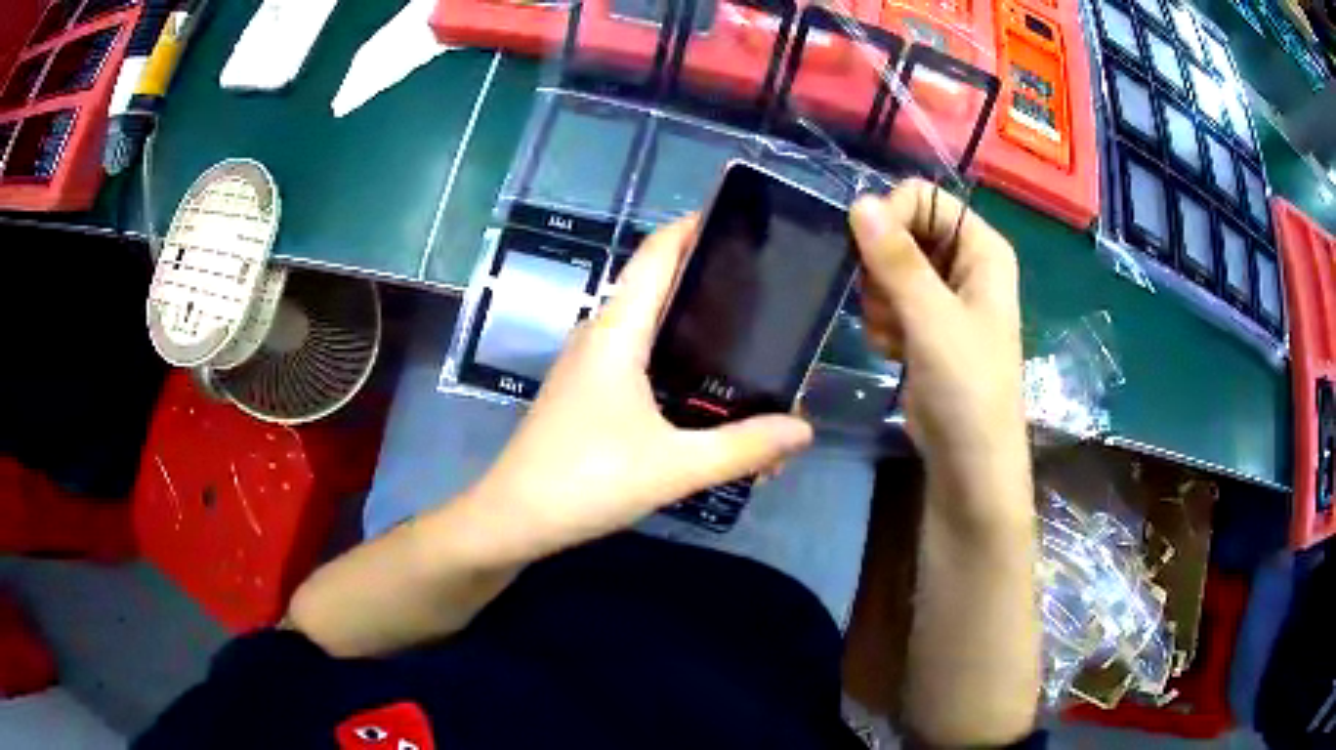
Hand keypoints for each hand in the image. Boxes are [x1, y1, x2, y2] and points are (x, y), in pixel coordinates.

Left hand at [458, 218, 813, 562]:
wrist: (513, 520)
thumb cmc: (585, 481)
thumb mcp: (673, 467)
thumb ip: (743, 448)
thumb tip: (803, 429)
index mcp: (617, 331)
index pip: (657, 253)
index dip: (694, 226)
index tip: (742, 222)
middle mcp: (601, 336)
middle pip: (660, 287)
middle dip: (712, 284)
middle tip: (770, 296)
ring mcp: (591, 366)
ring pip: (652, 330)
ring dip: (697, 334)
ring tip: (752, 348)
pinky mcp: (588, 394)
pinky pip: (641, 363)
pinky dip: (678, 368)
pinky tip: (709, 398)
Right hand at [850, 180, 1029, 529]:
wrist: (969, 461)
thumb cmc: (967, 387)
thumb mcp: (933, 318)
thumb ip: (896, 259)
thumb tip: (859, 201)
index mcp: (982, 248)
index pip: (924, 198)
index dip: (893, 217)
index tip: (869, 251)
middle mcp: (965, 263)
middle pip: (903, 231)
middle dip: (884, 268)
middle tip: (891, 307)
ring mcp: (944, 295)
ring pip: (888, 268)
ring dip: (881, 302)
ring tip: (898, 337)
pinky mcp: (925, 325)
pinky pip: (887, 300)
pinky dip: (883, 324)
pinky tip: (896, 352)